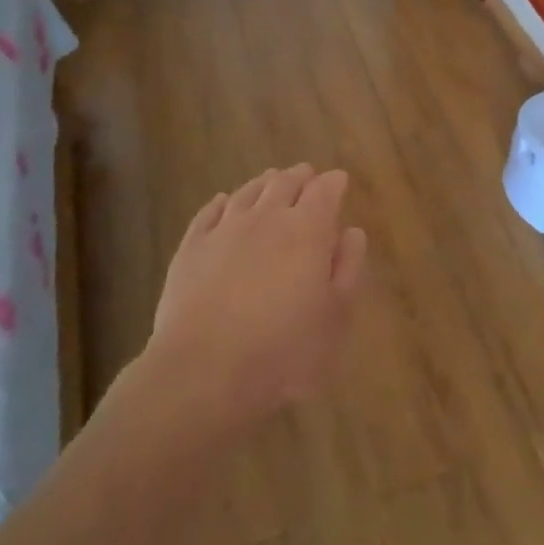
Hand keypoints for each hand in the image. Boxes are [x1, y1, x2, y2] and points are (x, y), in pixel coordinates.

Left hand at [133, 164, 366, 436]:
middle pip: (285, 183)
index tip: (339, 180)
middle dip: (300, 176)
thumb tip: (352, 232)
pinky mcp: (190, 248)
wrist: (205, 370)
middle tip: (307, 174)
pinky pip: (209, 213)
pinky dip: (221, 202)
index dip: (334, 182)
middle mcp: (266, 218)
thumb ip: (348, 267)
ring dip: (264, 183)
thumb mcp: (335, 315)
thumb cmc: (285, 348)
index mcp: (307, 229)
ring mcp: (224, 230)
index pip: (325, 190)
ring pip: (247, 192)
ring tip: (271, 180)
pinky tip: (223, 202)